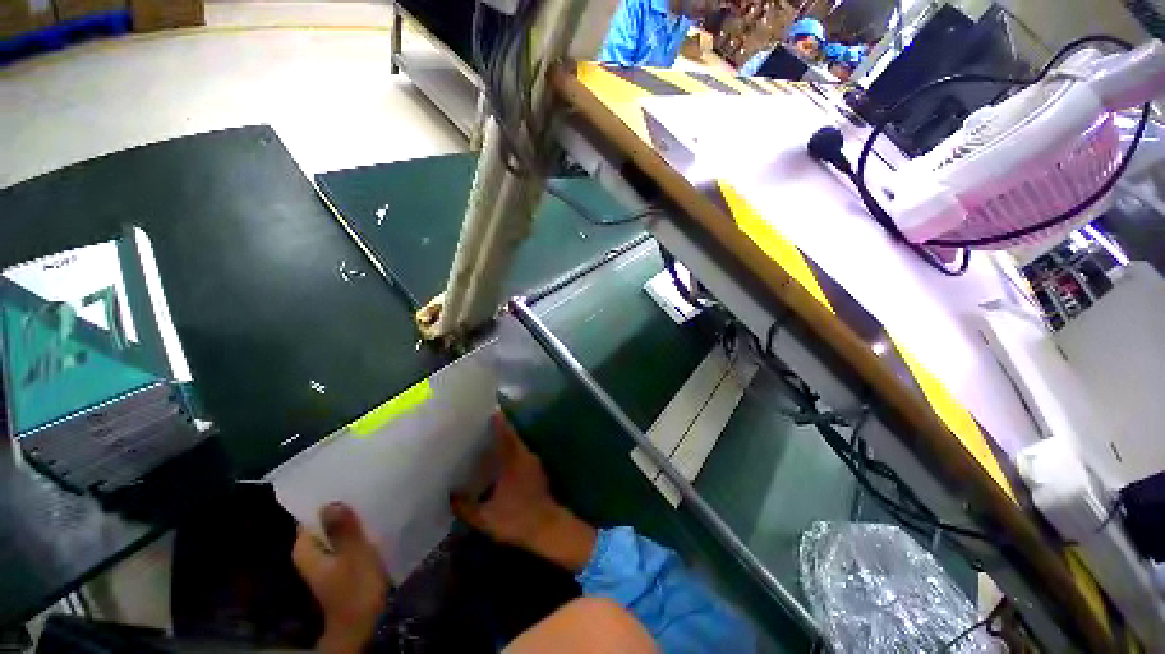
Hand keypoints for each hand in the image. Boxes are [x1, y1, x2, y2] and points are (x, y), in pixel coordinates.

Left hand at [293, 503, 389, 653]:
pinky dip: (356, 531)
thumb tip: (331, 502)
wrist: (360, 624)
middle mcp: (310, 552)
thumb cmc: (355, 589)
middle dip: (343, 507)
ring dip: (352, 519)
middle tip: (365, 488)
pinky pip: (345, 539)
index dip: (328, 497)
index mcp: (306, 549)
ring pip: (336, 530)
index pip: (310, 514)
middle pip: (324, 521)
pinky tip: (374, 522)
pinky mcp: (339, 563)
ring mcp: (324, 558)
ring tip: (372, 500)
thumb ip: (342, 530)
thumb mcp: (353, 555)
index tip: (348, 482)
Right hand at [452, 413, 596, 572]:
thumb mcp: (484, 517)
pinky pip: (522, 454)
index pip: (504, 434)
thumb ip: (465, 506)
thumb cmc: (515, 519)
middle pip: (512, 436)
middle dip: (500, 429)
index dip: (498, 421)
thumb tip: (451, 494)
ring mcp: (534, 462)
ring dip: (507, 441)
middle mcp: (524, 456)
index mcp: (512, 460)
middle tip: (484, 425)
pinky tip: (503, 461)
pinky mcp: (538, 471)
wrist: (546, 527)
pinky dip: (513, 452)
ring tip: (490, 441)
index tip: (490, 410)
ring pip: (518, 445)